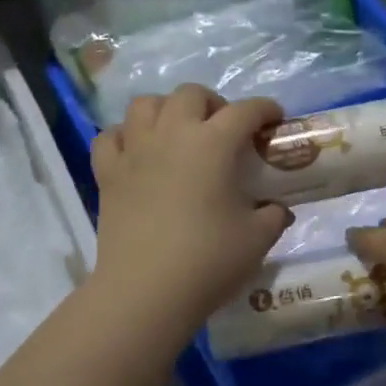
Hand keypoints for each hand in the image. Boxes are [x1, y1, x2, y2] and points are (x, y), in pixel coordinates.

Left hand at [90, 85, 291, 340]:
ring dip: (165, 110)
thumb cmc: (208, 260)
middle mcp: (171, 134)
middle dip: (212, 103)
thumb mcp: (257, 239)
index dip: (265, 109)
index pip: (245, 111)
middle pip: (190, 94)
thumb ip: (273, 216)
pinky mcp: (107, 174)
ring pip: (144, 104)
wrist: (146, 291)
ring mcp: (134, 151)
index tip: (274, 119)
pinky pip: (110, 137)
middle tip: (223, 129)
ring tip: (177, 132)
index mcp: (213, 144)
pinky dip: (124, 136)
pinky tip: (136, 152)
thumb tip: (277, 209)